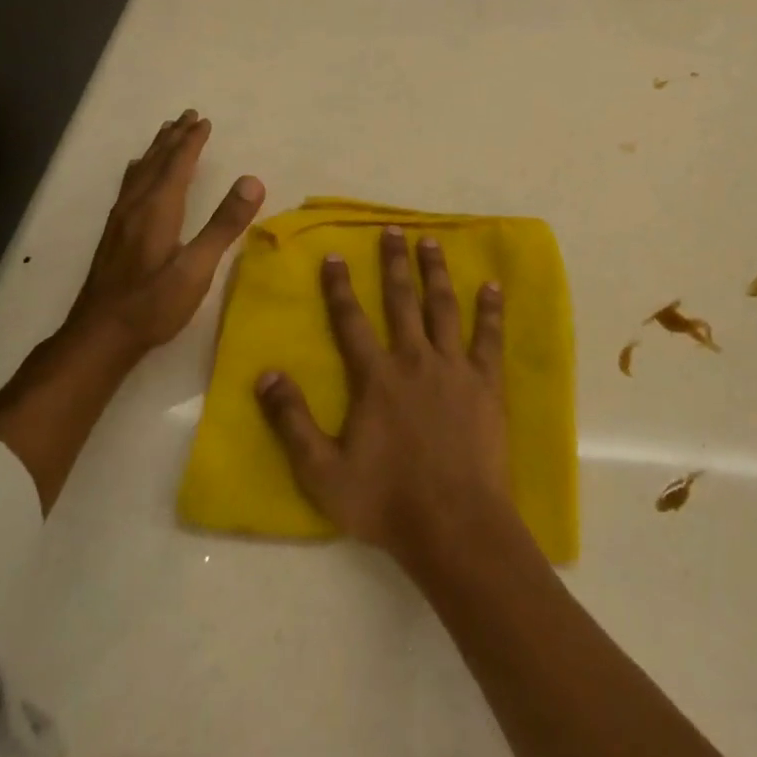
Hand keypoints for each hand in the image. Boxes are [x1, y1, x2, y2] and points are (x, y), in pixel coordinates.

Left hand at [67, 109, 264, 359]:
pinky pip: (128, 186)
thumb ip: (224, 224)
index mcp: (158, 210)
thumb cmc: (153, 304)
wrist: (99, 337)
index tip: (204, 120)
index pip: (177, 165)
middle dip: (173, 138)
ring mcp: (120, 221)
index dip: (191, 142)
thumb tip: (252, 180)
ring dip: (155, 150)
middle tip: (187, 115)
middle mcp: (136, 207)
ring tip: (165, 133)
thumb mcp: (196, 268)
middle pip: (156, 162)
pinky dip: (139, 169)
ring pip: (139, 173)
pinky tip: (135, 174)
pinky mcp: (113, 236)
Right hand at [255, 225, 521, 571]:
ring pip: (442, 308)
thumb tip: (264, 374)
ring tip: (432, 242)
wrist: (454, 525)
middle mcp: (413, 360)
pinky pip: (488, 337)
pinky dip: (490, 309)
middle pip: (401, 301)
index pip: (351, 321)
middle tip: (393, 230)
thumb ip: (292, 421)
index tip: (336, 255)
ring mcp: (453, 368)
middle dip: (394, 263)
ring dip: (435, 273)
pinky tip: (492, 286)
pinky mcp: (485, 383)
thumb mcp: (322, 472)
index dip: (340, 287)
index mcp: (375, 378)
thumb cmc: (386, 501)